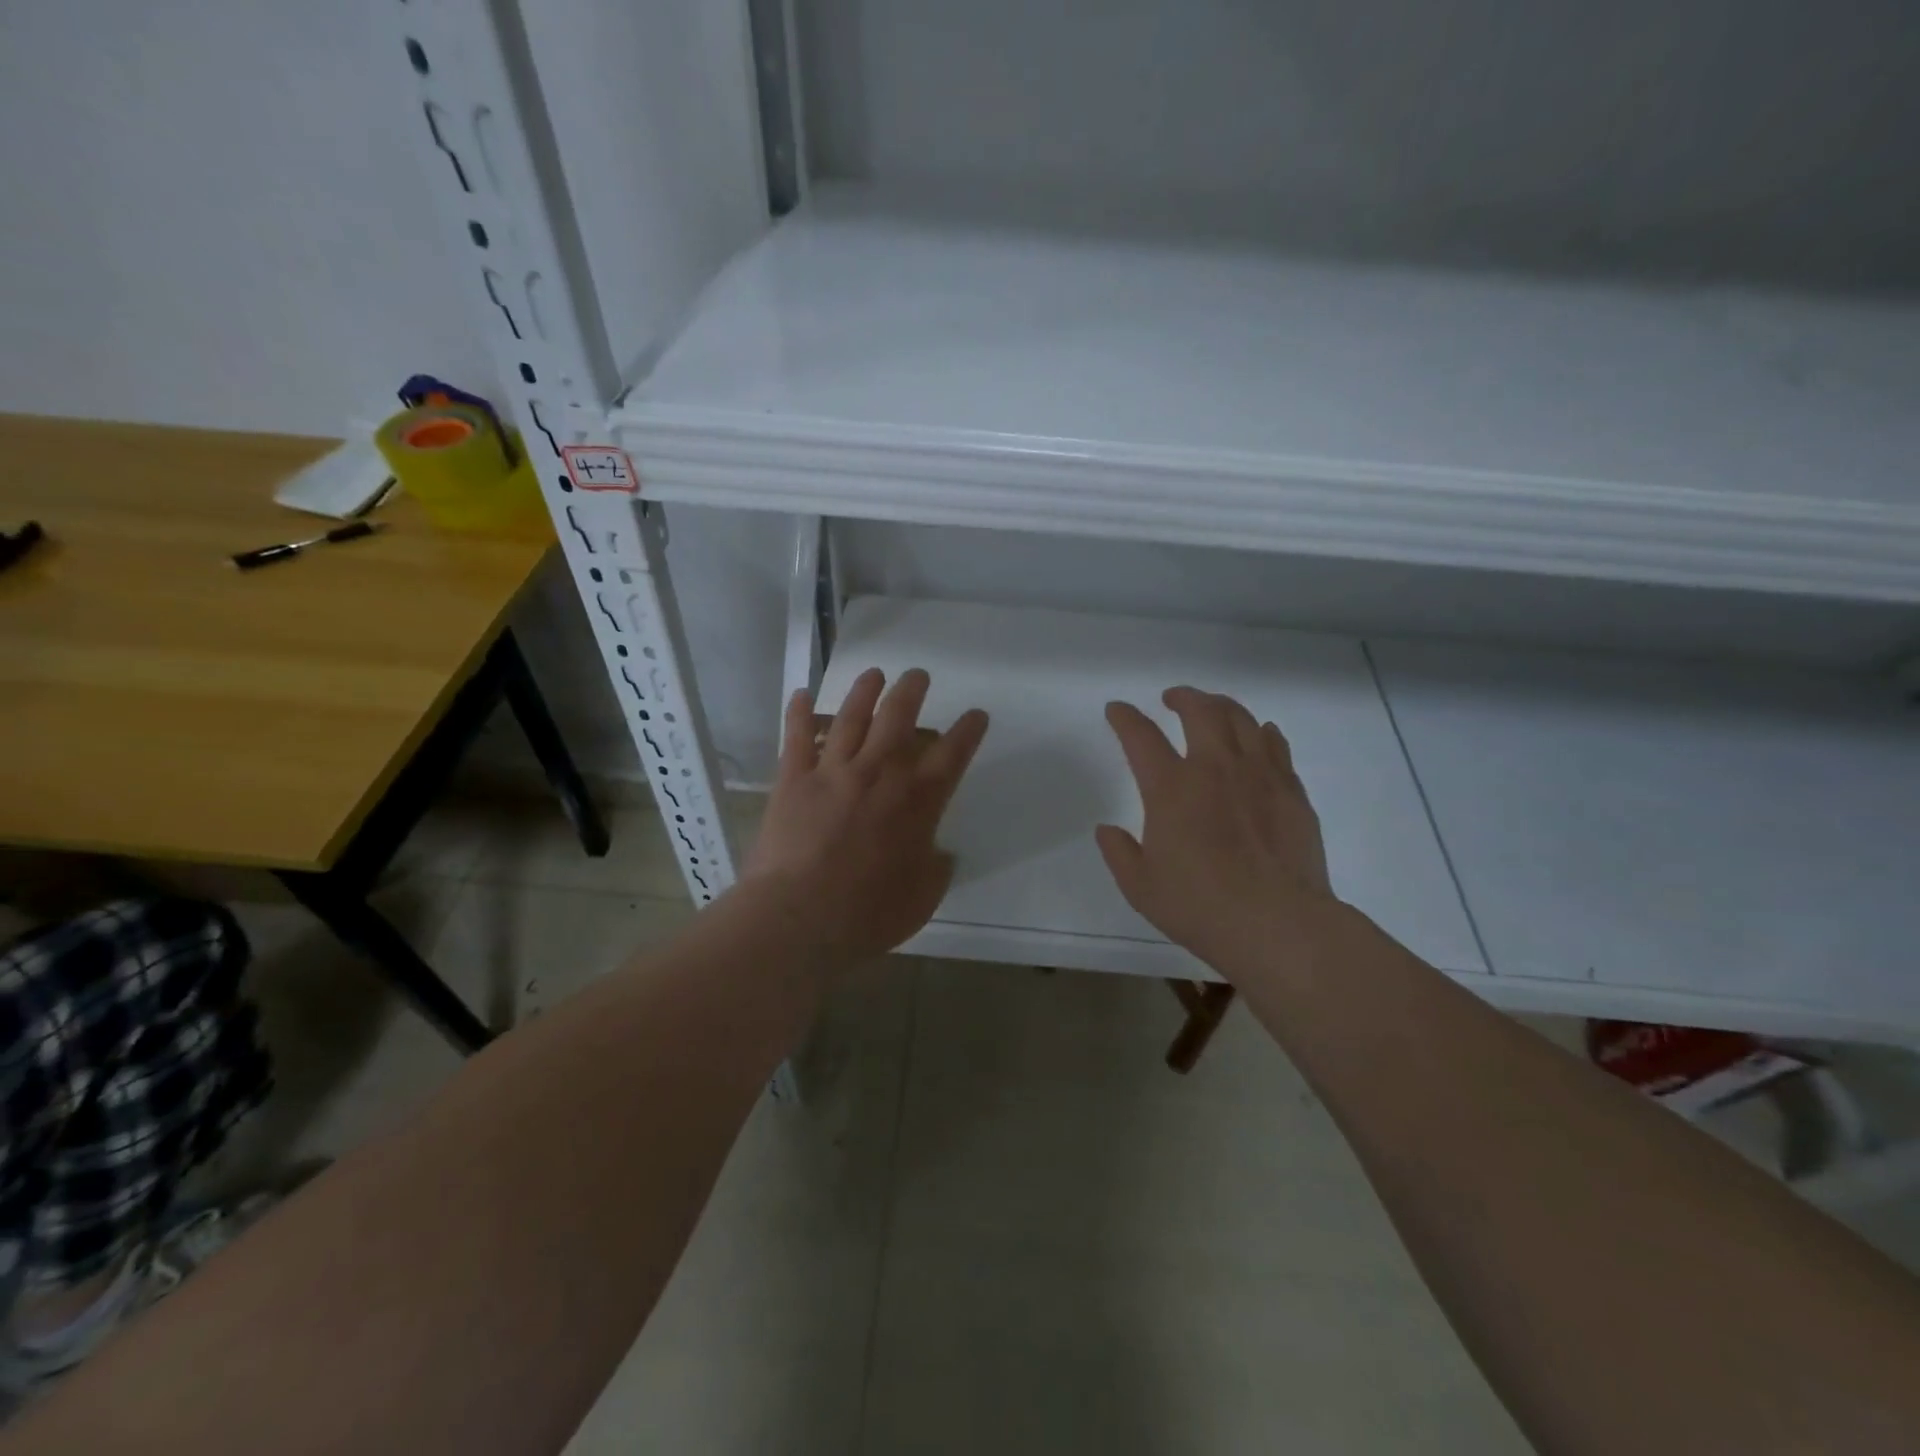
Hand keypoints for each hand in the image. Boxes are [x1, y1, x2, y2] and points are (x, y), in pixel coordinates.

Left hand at [742, 668, 988, 961]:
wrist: (799, 918)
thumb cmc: (868, 914)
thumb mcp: (922, 898)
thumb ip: (935, 868)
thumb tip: (938, 852)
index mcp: (917, 801)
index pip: (953, 754)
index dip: (968, 731)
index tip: (976, 715)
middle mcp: (879, 773)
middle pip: (899, 717)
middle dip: (912, 691)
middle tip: (918, 676)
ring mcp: (833, 771)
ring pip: (852, 717)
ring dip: (866, 691)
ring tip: (874, 674)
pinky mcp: (793, 779)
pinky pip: (797, 737)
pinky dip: (799, 713)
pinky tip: (802, 694)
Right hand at [1096, 687, 1335, 969]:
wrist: (1277, 924)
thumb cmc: (1200, 907)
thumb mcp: (1141, 887)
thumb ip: (1119, 853)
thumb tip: (1107, 830)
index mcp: (1171, 788)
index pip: (1141, 737)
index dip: (1125, 718)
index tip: (1117, 710)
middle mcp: (1215, 768)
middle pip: (1200, 711)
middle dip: (1182, 697)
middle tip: (1173, 699)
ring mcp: (1259, 775)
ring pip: (1242, 719)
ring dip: (1222, 706)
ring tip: (1213, 709)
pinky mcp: (1291, 791)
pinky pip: (1276, 745)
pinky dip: (1262, 732)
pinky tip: (1260, 735)